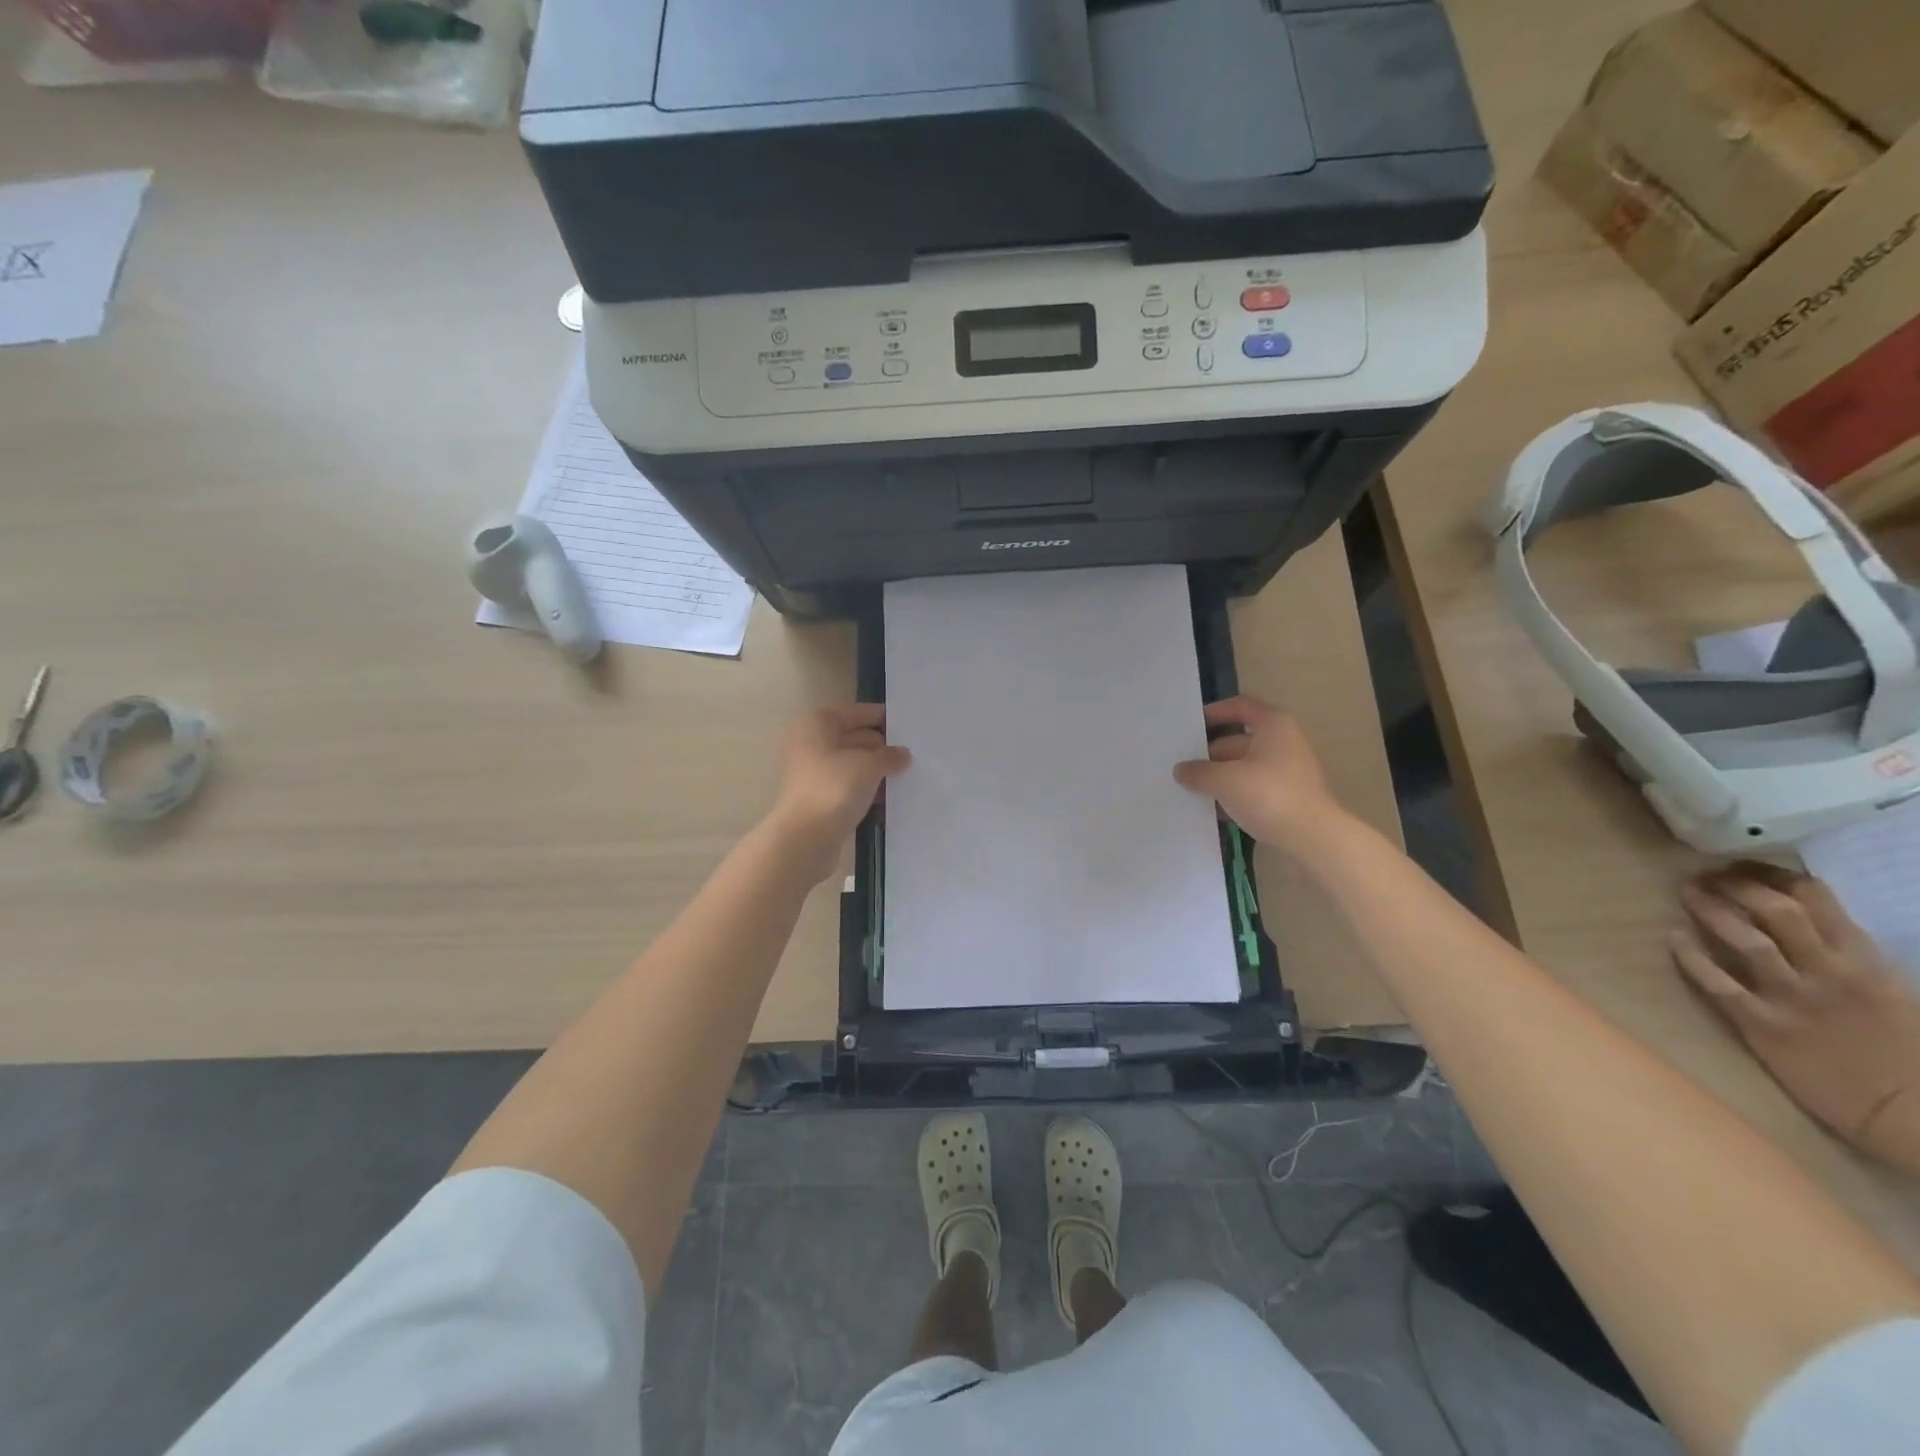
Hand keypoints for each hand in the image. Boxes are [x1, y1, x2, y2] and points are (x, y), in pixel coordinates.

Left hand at [767, 704, 909, 881]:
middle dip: (880, 746)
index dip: (881, 717)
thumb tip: (902, 754)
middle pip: (852, 738)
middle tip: (911, 753)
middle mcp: (811, 744)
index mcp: (817, 725)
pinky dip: (866, 789)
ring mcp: (812, 774)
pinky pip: (848, 787)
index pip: (855, 713)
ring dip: (875, 770)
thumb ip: (889, 756)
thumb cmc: (835, 788)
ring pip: (851, 764)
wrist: (805, 838)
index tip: (907, 725)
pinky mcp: (818, 800)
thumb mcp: (869, 765)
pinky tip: (888, 796)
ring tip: (906, 774)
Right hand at [1172, 696, 1346, 848]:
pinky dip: (1236, 795)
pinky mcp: (1290, 798)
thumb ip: (1198, 772)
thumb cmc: (1268, 796)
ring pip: (1246, 767)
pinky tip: (1215, 810)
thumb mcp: (1224, 781)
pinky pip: (1256, 789)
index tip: (1193, 725)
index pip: (1242, 706)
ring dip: (1221, 776)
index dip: (1216, 711)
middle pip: (1240, 740)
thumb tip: (1181, 770)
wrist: (1313, 839)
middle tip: (1184, 766)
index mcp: (1274, 726)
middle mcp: (1285, 743)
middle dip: (1211, 753)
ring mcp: (1289, 772)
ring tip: (1193, 789)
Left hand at [1673, 862, 1919, 1174]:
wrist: (1913, 1115)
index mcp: (1864, 961)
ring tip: (1688, 892)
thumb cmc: (1905, 1051)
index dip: (1773, 876)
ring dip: (1711, 910)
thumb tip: (1807, 919)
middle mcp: (1826, 972)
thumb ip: (1849, 955)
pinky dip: (1691, 958)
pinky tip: (1673, 938)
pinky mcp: (1764, 1027)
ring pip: (1745, 940)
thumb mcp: (1893, 990)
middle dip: (1735, 885)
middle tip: (1706, 874)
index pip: (1815, 900)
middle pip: (1773, 912)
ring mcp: (1792, 999)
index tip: (1745, 866)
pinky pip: (1718, 985)